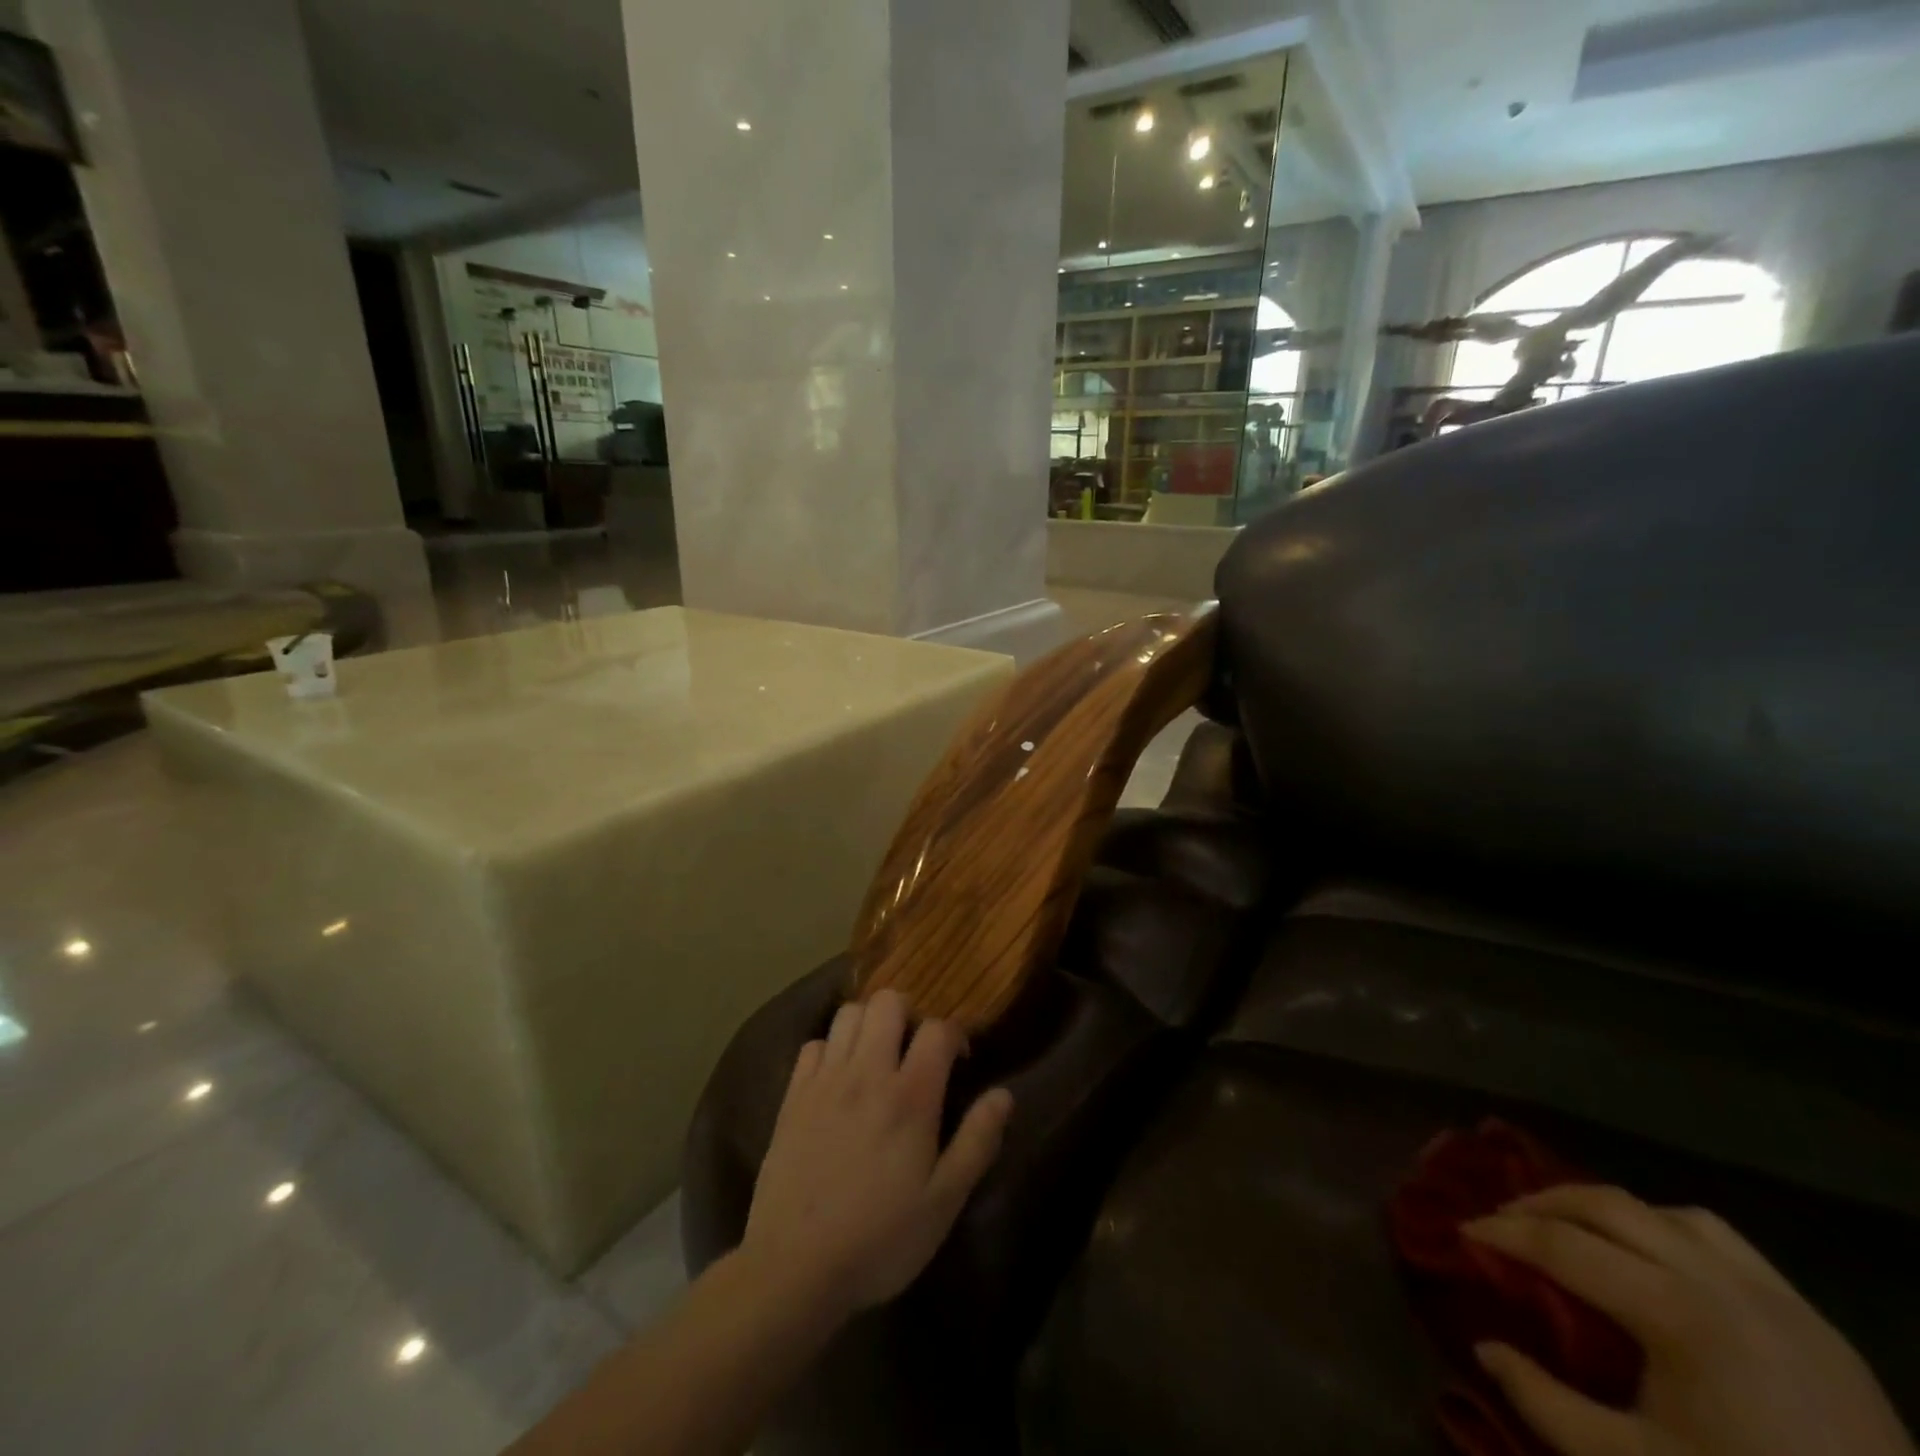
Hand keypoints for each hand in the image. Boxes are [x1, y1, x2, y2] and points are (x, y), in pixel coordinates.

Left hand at [738, 990, 1013, 1323]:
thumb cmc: (880, 1238)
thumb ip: (977, 1142)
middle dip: (908, 1014)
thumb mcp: (943, 1201)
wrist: (793, 1267)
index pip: (938, 1029)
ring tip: (877, 1058)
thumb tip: (1004, 1094)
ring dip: (868, 1024)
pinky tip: (838, 1080)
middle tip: (914, 1051)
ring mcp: (825, 1079)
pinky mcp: (793, 1095)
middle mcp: (867, 1072)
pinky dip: (831, 1050)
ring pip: (849, 1012)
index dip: (954, 1035)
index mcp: (910, 1095)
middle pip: (888, 1001)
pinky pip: (814, 1044)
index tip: (958, 1062)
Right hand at [1464, 1185, 1914, 1455]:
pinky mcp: (1809, 1315)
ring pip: (1661, 1209)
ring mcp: (1773, 1293)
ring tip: (1572, 1229)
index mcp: (1675, 1312)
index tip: (1462, 1230)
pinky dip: (1664, 1226)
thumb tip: (1484, 1347)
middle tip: (1502, 1219)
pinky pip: (1718, 1237)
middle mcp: (1718, 1280)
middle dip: (1541, 1202)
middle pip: (1605, 1204)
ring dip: (1603, 1209)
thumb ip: (1544, 1403)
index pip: (1560, 1244)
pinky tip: (1653, 1257)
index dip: (1501, 1232)